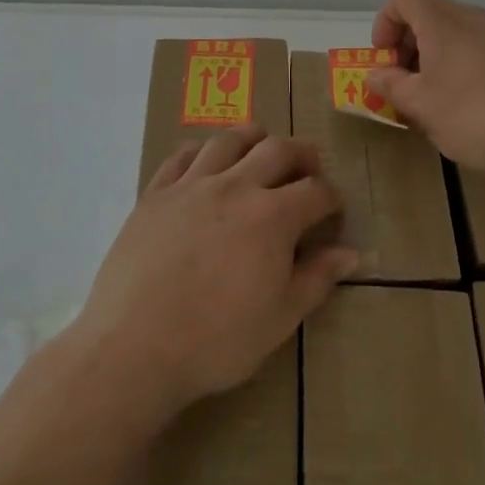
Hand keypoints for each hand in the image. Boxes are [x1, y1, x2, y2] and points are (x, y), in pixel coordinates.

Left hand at [70, 127, 355, 417]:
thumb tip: (350, 254)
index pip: (316, 191)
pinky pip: (181, 155)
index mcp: (272, 217)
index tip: (333, 209)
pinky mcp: (155, 193)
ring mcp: (191, 185)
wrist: (134, 347)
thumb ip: (316, 280)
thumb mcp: (279, 320)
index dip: (331, 197)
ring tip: (260, 147)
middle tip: (308, 166)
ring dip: (253, 138)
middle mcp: (235, 187)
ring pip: (229, 140)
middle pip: (277, 150)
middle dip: (301, 154)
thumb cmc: (215, 341)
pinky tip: (205, 162)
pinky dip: (201, 151)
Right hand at [368, 0, 484, 175]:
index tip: (385, 58)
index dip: (387, 20)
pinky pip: (483, 49)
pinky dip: (466, 66)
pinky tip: (474, 105)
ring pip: (458, 33)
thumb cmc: (475, 115)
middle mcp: (473, 17)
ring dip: (438, 57)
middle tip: (406, 82)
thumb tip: (375, 74)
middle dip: (410, 43)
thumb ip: (392, 86)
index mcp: (442, 22)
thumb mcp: (421, 106)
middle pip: (431, 13)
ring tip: (437, 98)